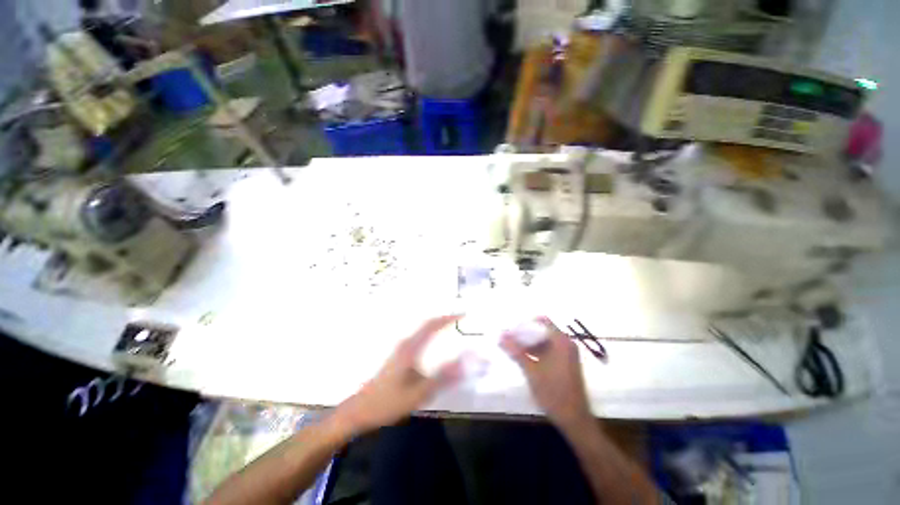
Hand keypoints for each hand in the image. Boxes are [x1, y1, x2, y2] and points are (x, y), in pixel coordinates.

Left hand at [334, 315, 462, 434]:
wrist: (361, 410)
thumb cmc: (389, 402)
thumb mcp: (419, 393)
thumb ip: (443, 378)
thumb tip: (466, 362)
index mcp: (411, 348)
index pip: (432, 325)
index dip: (448, 318)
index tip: (462, 315)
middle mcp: (406, 344)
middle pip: (427, 325)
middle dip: (444, 319)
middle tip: (460, 320)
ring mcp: (400, 349)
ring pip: (422, 331)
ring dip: (437, 326)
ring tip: (451, 328)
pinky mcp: (398, 356)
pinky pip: (419, 339)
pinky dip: (430, 335)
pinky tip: (435, 346)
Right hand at [501, 318, 592, 429]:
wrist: (574, 419)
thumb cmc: (553, 392)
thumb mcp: (531, 370)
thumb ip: (516, 351)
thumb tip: (501, 336)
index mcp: (561, 341)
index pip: (541, 321)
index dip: (525, 323)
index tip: (511, 329)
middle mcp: (566, 343)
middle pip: (542, 330)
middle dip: (525, 333)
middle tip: (509, 338)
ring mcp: (567, 354)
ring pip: (545, 341)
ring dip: (529, 343)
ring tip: (512, 347)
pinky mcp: (566, 363)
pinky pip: (549, 350)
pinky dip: (536, 351)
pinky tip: (523, 357)